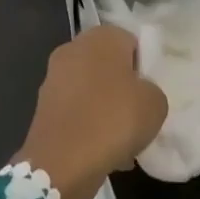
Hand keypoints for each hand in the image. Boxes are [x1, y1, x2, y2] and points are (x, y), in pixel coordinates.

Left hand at [16, 25, 167, 198]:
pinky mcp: (44, 104)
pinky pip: (76, 110)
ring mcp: (54, 76)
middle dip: (122, 89)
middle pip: (109, 66)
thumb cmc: (114, 120)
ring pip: (91, 90)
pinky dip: (88, 125)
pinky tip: (102, 151)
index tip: (149, 93)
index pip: (131, 42)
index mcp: (102, 37)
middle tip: (138, 116)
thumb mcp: (155, 104)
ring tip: (122, 141)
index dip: (144, 67)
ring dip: (105, 109)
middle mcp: (74, 48)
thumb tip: (138, 94)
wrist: (62, 161)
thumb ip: (152, 90)